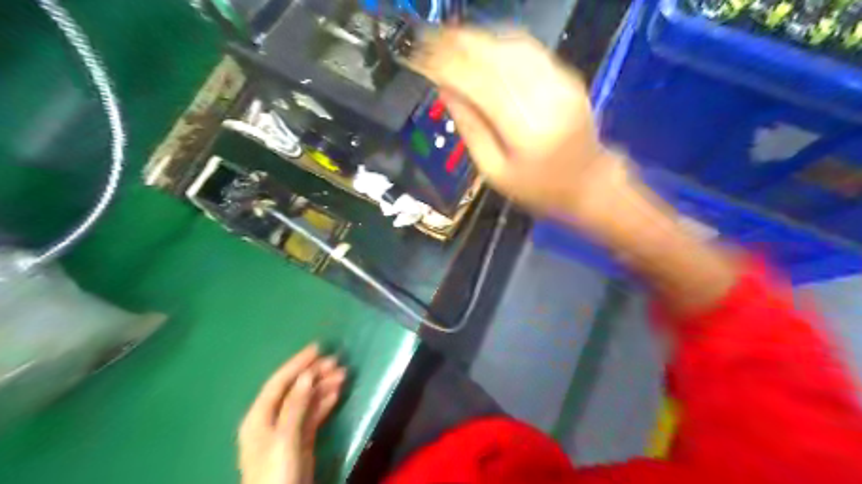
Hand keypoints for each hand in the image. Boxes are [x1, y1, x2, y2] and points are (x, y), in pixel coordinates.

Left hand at [239, 343, 345, 483]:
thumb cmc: (276, 472)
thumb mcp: (284, 438)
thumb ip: (294, 405)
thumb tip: (307, 375)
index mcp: (259, 416)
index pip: (279, 382)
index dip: (297, 363)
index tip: (318, 347)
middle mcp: (271, 419)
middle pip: (295, 389)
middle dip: (315, 374)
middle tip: (337, 362)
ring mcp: (287, 429)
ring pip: (306, 400)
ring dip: (323, 386)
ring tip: (343, 375)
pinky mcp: (300, 439)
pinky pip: (313, 414)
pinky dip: (325, 403)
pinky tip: (337, 393)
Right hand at [411, 27, 626, 218]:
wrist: (589, 183)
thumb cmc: (537, 188)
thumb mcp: (495, 172)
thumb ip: (470, 129)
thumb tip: (445, 90)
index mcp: (525, 131)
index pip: (479, 84)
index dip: (447, 65)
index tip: (421, 57)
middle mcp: (545, 99)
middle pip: (495, 58)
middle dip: (458, 44)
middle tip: (429, 39)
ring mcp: (561, 84)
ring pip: (512, 46)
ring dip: (478, 39)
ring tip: (449, 38)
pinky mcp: (568, 77)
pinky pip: (530, 50)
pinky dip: (501, 42)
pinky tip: (481, 44)